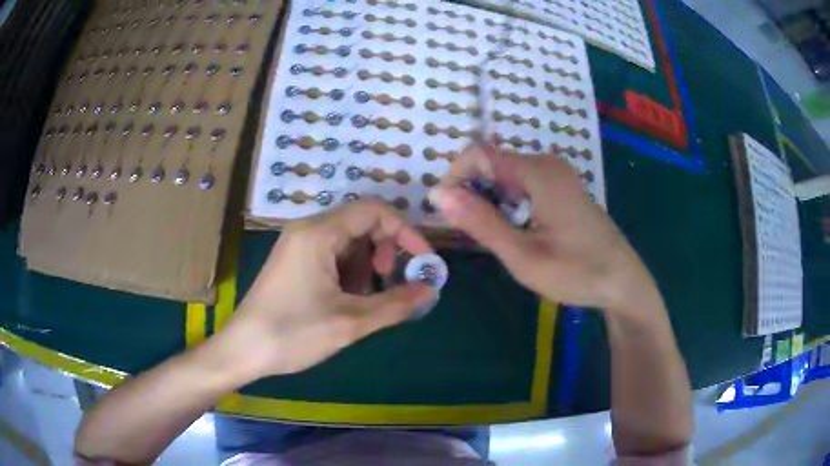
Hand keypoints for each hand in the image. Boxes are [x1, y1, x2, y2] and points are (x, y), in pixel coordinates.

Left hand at [222, 200, 435, 377]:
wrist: (243, 350)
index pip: (374, 211)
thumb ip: (395, 304)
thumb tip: (431, 290)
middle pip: (361, 225)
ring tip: (366, 302)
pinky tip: (347, 303)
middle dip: (384, 252)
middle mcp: (307, 230)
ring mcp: (298, 246)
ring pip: (348, 243)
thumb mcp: (350, 322)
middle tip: (389, 284)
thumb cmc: (293, 333)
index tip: (422, 261)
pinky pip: (332, 256)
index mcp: (319, 233)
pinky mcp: (295, 262)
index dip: (405, 231)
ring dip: (367, 267)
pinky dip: (349, 274)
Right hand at [429, 143, 656, 314]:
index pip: (479, 154)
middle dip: (470, 189)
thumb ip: (481, 222)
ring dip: (488, 197)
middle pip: (492, 162)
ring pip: (506, 174)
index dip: (454, 177)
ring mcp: (557, 175)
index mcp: (538, 173)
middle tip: (468, 231)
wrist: (622, 282)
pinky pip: (523, 183)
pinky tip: (513, 228)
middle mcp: (547, 164)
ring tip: (489, 234)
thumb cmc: (576, 272)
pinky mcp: (562, 187)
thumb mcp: (523, 255)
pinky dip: (507, 200)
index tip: (446, 211)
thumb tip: (438, 194)